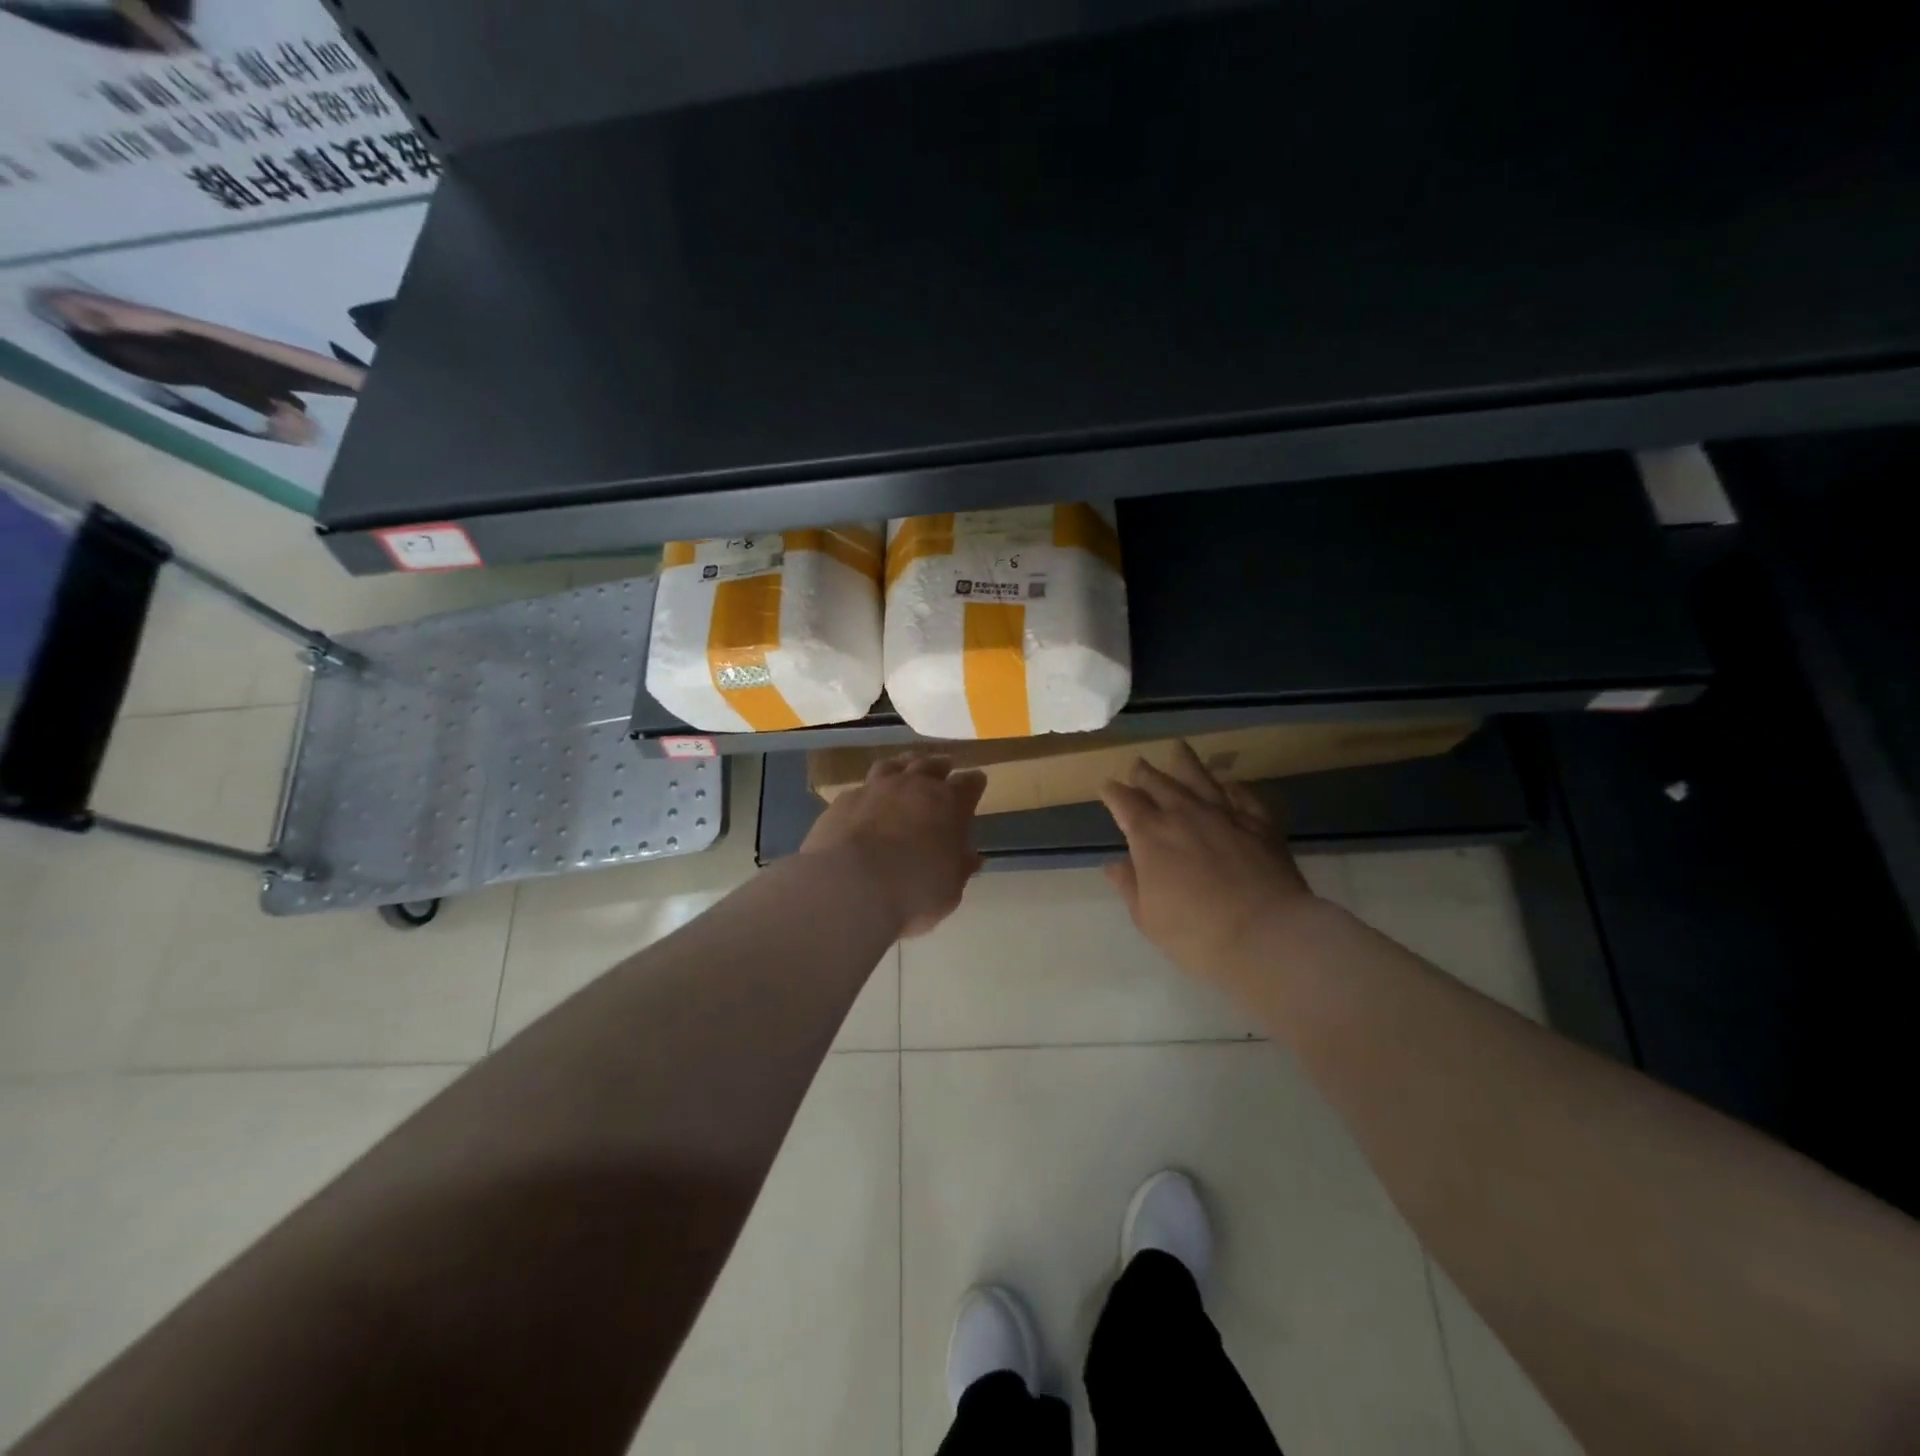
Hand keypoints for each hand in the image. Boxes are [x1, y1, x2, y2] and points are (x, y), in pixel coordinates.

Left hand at [801, 754, 987, 936]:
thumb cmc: (912, 891)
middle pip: (931, 764)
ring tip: (906, 770)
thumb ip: (960, 868)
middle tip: (944, 768)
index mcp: (948, 803)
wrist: (849, 887)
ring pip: (894, 765)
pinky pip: (862, 787)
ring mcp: (876, 788)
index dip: (974, 783)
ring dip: (904, 766)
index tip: (977, 783)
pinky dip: (870, 791)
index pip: (969, 783)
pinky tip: (867, 801)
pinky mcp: (844, 800)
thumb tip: (971, 857)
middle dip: (940, 766)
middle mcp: (914, 786)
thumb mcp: (949, 890)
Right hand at [1100, 741, 1318, 978]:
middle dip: (1144, 773)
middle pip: (1159, 783)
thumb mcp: (1148, 917)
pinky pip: (1244, 795)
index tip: (1108, 787)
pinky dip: (1233, 787)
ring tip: (1178, 748)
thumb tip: (1116, 864)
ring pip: (1200, 778)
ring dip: (1185, 763)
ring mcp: (1224, 814)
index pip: (1124, 802)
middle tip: (1138, 765)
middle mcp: (1184, 814)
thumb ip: (1130, 885)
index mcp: (1150, 835)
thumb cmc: (1195, 933)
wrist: (1266, 935)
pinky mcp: (1260, 823)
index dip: (1113, 792)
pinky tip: (1230, 784)